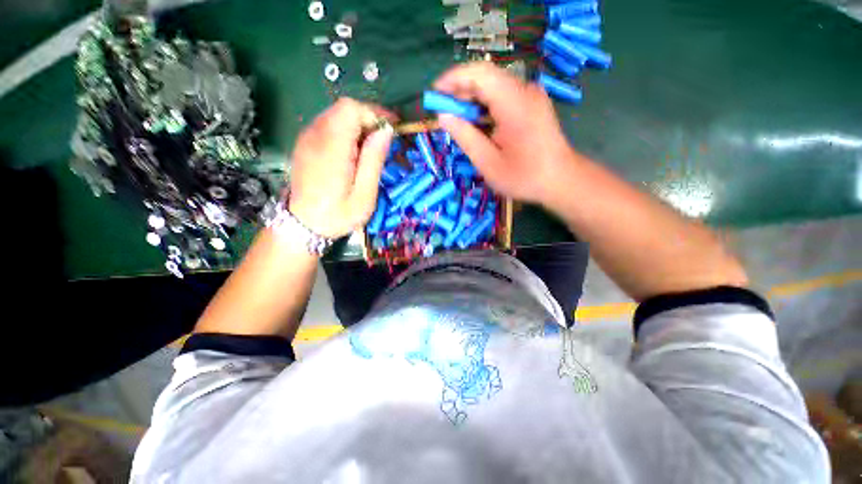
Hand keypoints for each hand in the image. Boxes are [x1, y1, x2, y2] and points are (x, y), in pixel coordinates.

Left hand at [289, 98, 394, 238]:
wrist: (302, 225)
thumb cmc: (338, 215)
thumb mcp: (364, 195)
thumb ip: (373, 160)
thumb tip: (386, 131)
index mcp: (331, 149)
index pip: (351, 109)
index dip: (374, 113)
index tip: (392, 129)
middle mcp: (315, 136)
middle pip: (344, 109)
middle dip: (369, 119)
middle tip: (385, 141)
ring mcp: (307, 138)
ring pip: (336, 115)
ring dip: (359, 126)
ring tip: (372, 148)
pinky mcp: (305, 144)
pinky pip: (329, 125)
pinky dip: (347, 132)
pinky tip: (354, 152)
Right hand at [434, 62, 576, 204]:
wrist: (561, 180)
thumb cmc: (524, 177)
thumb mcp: (488, 163)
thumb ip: (465, 137)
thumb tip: (443, 117)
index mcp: (514, 103)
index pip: (479, 74)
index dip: (452, 79)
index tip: (434, 95)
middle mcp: (524, 91)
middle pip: (485, 78)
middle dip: (460, 92)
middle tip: (443, 113)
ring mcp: (530, 96)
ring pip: (493, 87)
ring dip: (472, 100)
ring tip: (458, 121)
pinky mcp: (531, 104)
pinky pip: (502, 97)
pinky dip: (485, 107)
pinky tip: (477, 124)